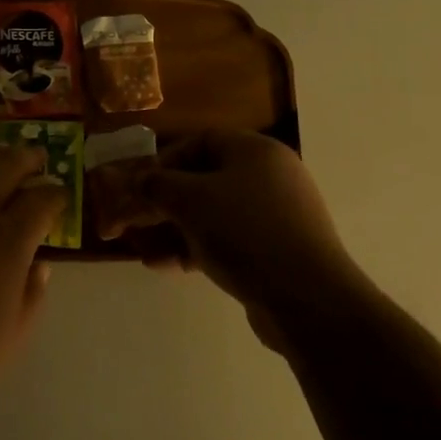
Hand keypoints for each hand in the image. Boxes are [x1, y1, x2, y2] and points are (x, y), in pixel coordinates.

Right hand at [132, 131, 367, 347]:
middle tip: (133, 221)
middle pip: (203, 180)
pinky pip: (227, 240)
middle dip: (163, 202)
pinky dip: (196, 248)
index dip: (164, 160)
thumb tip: (138, 180)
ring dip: (174, 230)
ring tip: (143, 251)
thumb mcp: (190, 201)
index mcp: (255, 151)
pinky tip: (167, 267)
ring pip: (212, 214)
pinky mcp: (275, 251)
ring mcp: (275, 215)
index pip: (200, 141)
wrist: (307, 299)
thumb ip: (157, 185)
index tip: (139, 185)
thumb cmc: (245, 232)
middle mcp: (269, 176)